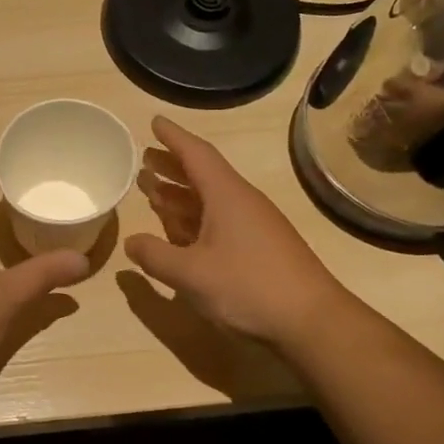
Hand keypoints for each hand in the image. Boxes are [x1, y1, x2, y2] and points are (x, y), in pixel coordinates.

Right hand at [125, 116, 345, 350]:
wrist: (311, 321)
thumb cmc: (248, 287)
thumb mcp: (191, 273)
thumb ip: (156, 256)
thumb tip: (131, 243)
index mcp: (226, 195)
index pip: (196, 154)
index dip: (173, 137)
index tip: (153, 121)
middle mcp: (241, 203)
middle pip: (202, 174)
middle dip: (172, 165)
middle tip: (144, 158)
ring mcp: (253, 226)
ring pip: (210, 200)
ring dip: (180, 194)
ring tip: (152, 190)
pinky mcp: (258, 248)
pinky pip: (219, 222)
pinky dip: (194, 219)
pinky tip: (178, 232)